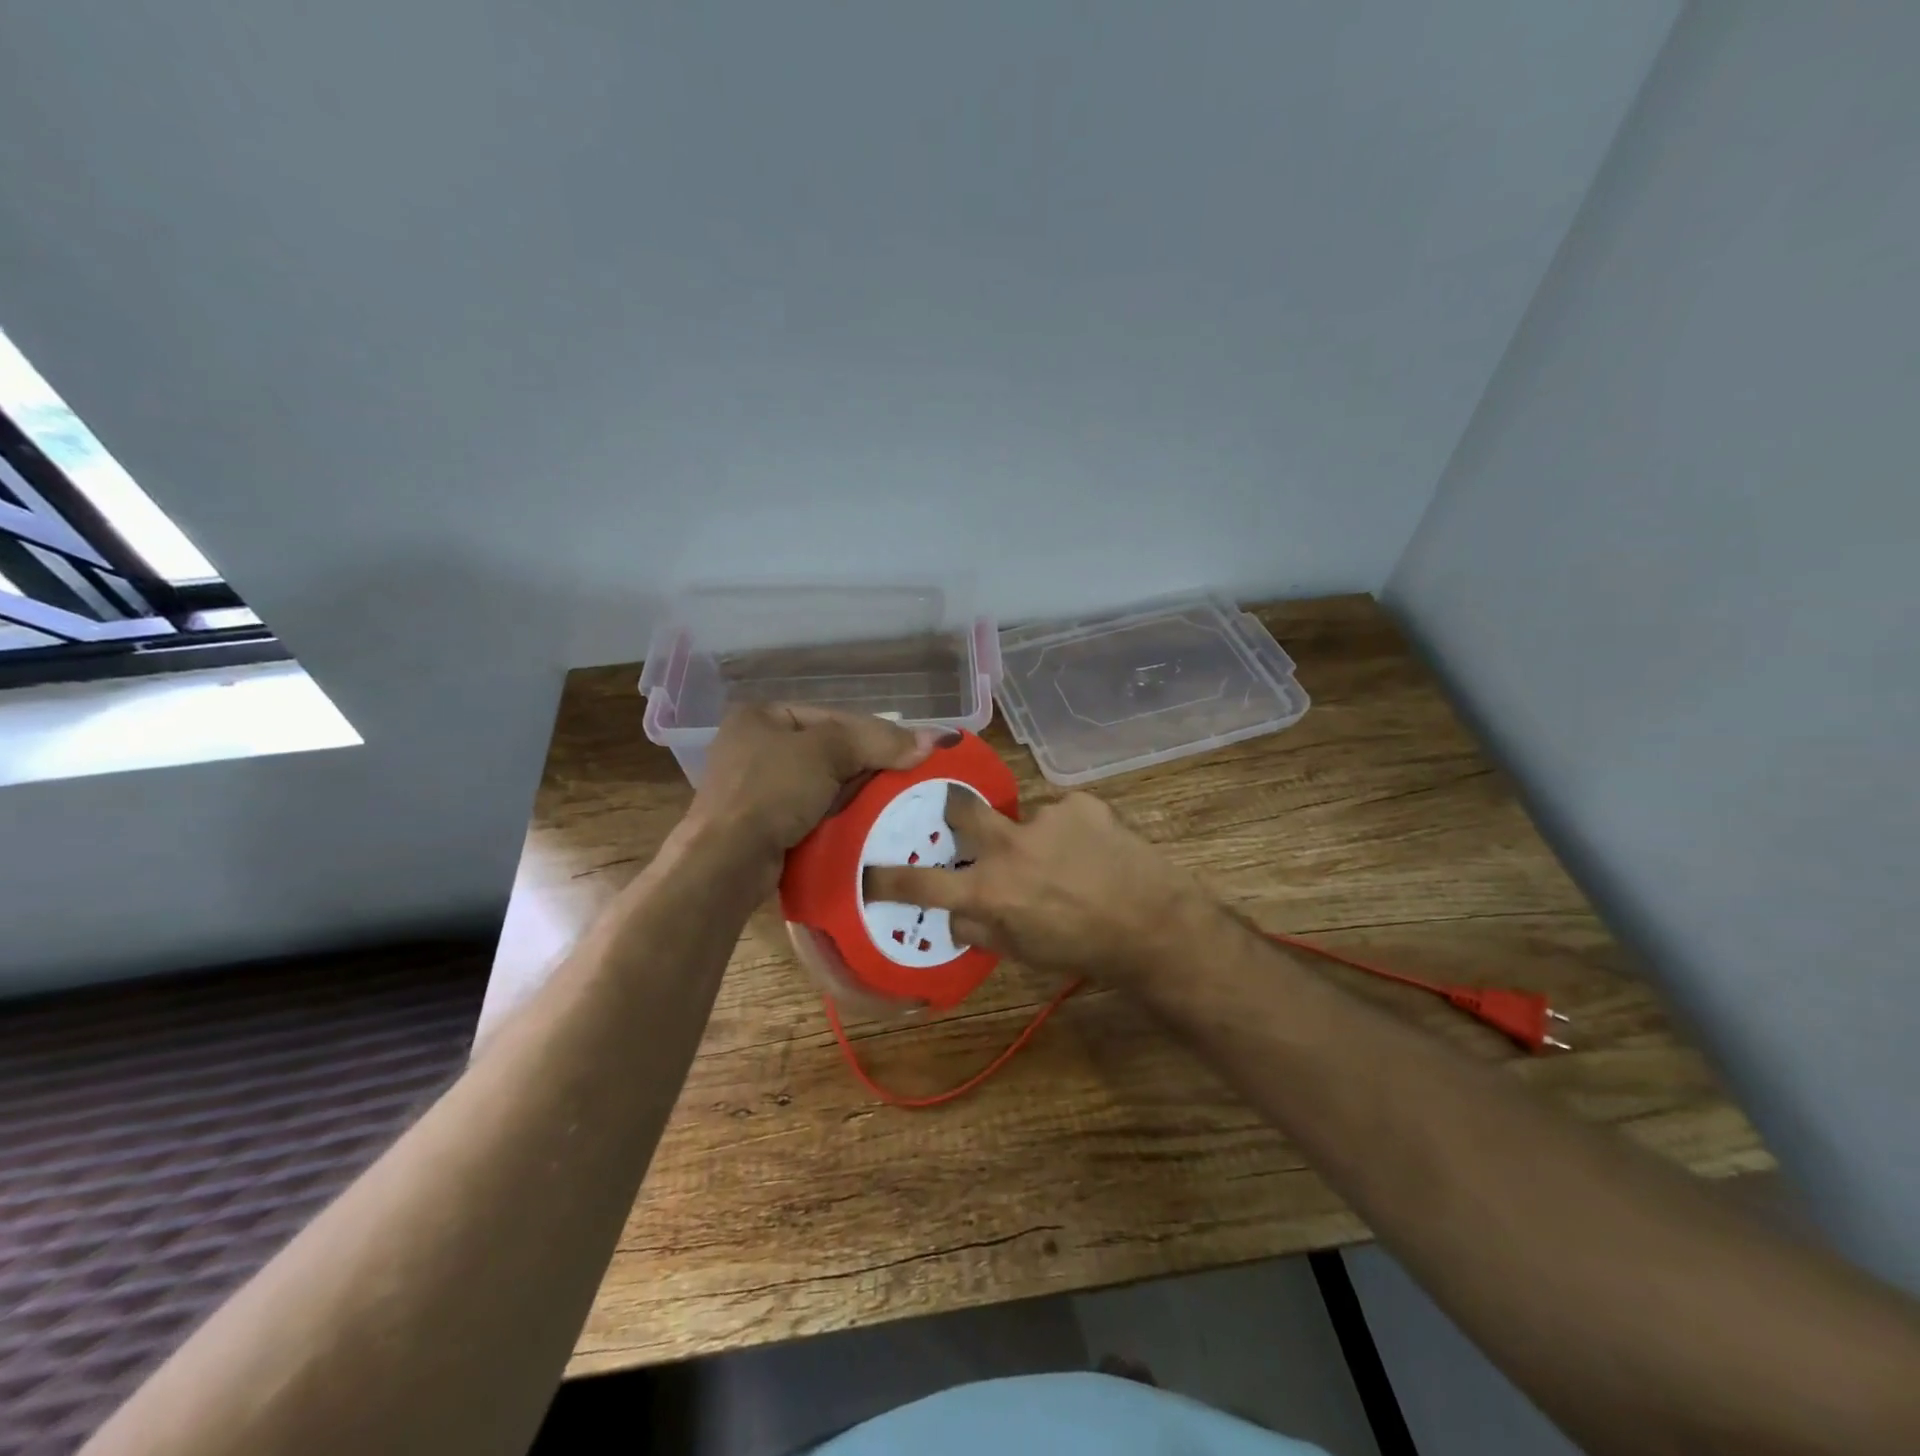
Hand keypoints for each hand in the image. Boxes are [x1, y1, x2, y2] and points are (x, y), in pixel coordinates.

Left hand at [685, 704, 949, 887]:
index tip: (917, 750)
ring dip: (856, 792)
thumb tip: (934, 740)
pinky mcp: (763, 822)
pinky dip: (838, 813)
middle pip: (830, 749)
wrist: (727, 861)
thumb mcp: (826, 753)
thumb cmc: (771, 791)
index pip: (835, 717)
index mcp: (762, 715)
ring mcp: (756, 786)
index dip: (879, 732)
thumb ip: (878, 741)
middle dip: (868, 764)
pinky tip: (863, 821)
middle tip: (910, 776)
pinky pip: (812, 809)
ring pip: (824, 782)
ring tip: (895, 800)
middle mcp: (755, 745)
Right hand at [863, 788, 1216, 986]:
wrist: (1153, 924)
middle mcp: (1009, 847)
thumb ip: (979, 930)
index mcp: (989, 891)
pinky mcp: (1080, 803)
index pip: (922, 883)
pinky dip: (1067, 828)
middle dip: (953, 808)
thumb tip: (953, 912)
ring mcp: (1046, 818)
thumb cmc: (1082, 949)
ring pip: (1020, 815)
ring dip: (1031, 833)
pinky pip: (1060, 810)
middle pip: (961, 808)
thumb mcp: (1022, 953)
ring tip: (1063, 857)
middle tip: (961, 816)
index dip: (889, 877)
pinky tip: (1090, 848)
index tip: (869, 870)